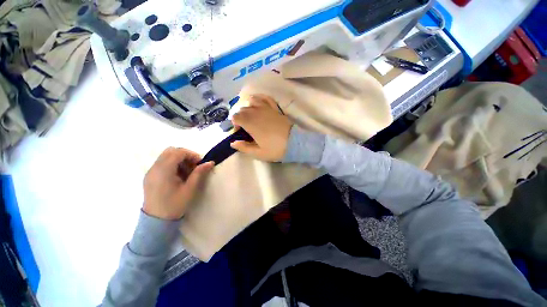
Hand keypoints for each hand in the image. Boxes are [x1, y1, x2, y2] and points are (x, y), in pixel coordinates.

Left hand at [143, 147, 213, 219]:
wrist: (156, 221)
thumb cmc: (175, 205)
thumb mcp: (190, 189)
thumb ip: (199, 173)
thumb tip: (210, 162)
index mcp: (164, 170)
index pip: (178, 152)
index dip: (191, 154)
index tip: (200, 163)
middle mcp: (154, 168)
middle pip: (170, 151)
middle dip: (185, 156)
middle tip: (193, 166)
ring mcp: (150, 172)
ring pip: (166, 156)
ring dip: (179, 160)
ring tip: (187, 172)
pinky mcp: (149, 176)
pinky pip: (162, 163)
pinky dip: (172, 165)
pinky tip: (178, 176)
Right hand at [230, 95, 292, 161]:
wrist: (294, 142)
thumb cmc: (275, 149)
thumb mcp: (258, 153)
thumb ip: (244, 147)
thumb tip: (233, 143)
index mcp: (250, 123)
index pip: (235, 116)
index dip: (234, 123)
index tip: (240, 131)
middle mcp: (256, 112)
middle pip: (242, 109)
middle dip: (240, 116)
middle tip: (246, 126)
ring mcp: (266, 108)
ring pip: (251, 101)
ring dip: (248, 107)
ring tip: (251, 115)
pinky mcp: (275, 108)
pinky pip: (265, 97)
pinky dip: (259, 98)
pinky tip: (258, 103)